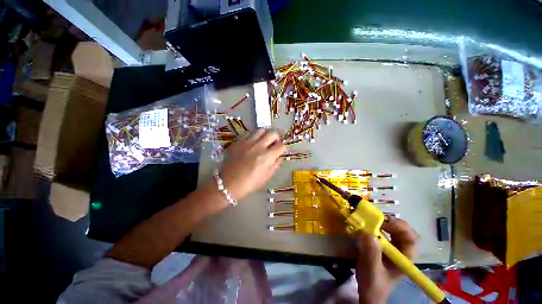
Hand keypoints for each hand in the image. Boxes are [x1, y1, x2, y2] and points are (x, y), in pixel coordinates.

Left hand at [219, 129, 285, 201]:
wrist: (227, 183)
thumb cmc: (248, 184)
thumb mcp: (265, 177)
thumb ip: (275, 166)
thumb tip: (279, 157)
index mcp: (266, 157)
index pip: (281, 145)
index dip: (284, 147)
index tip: (282, 150)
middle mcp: (258, 146)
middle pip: (272, 133)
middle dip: (277, 137)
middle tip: (274, 143)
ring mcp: (247, 143)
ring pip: (261, 130)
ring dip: (266, 134)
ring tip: (264, 141)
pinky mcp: (238, 142)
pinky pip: (249, 133)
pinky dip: (254, 136)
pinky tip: (252, 143)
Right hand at [355, 218, 417, 303]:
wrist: (368, 293)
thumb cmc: (373, 284)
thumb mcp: (372, 269)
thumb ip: (371, 252)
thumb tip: (368, 232)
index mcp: (405, 257)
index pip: (411, 237)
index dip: (400, 227)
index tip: (383, 222)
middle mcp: (401, 250)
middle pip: (402, 230)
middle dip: (389, 221)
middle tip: (374, 218)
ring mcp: (392, 247)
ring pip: (391, 229)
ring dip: (380, 222)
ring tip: (368, 219)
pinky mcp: (382, 246)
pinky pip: (381, 232)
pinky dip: (374, 226)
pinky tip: (365, 226)